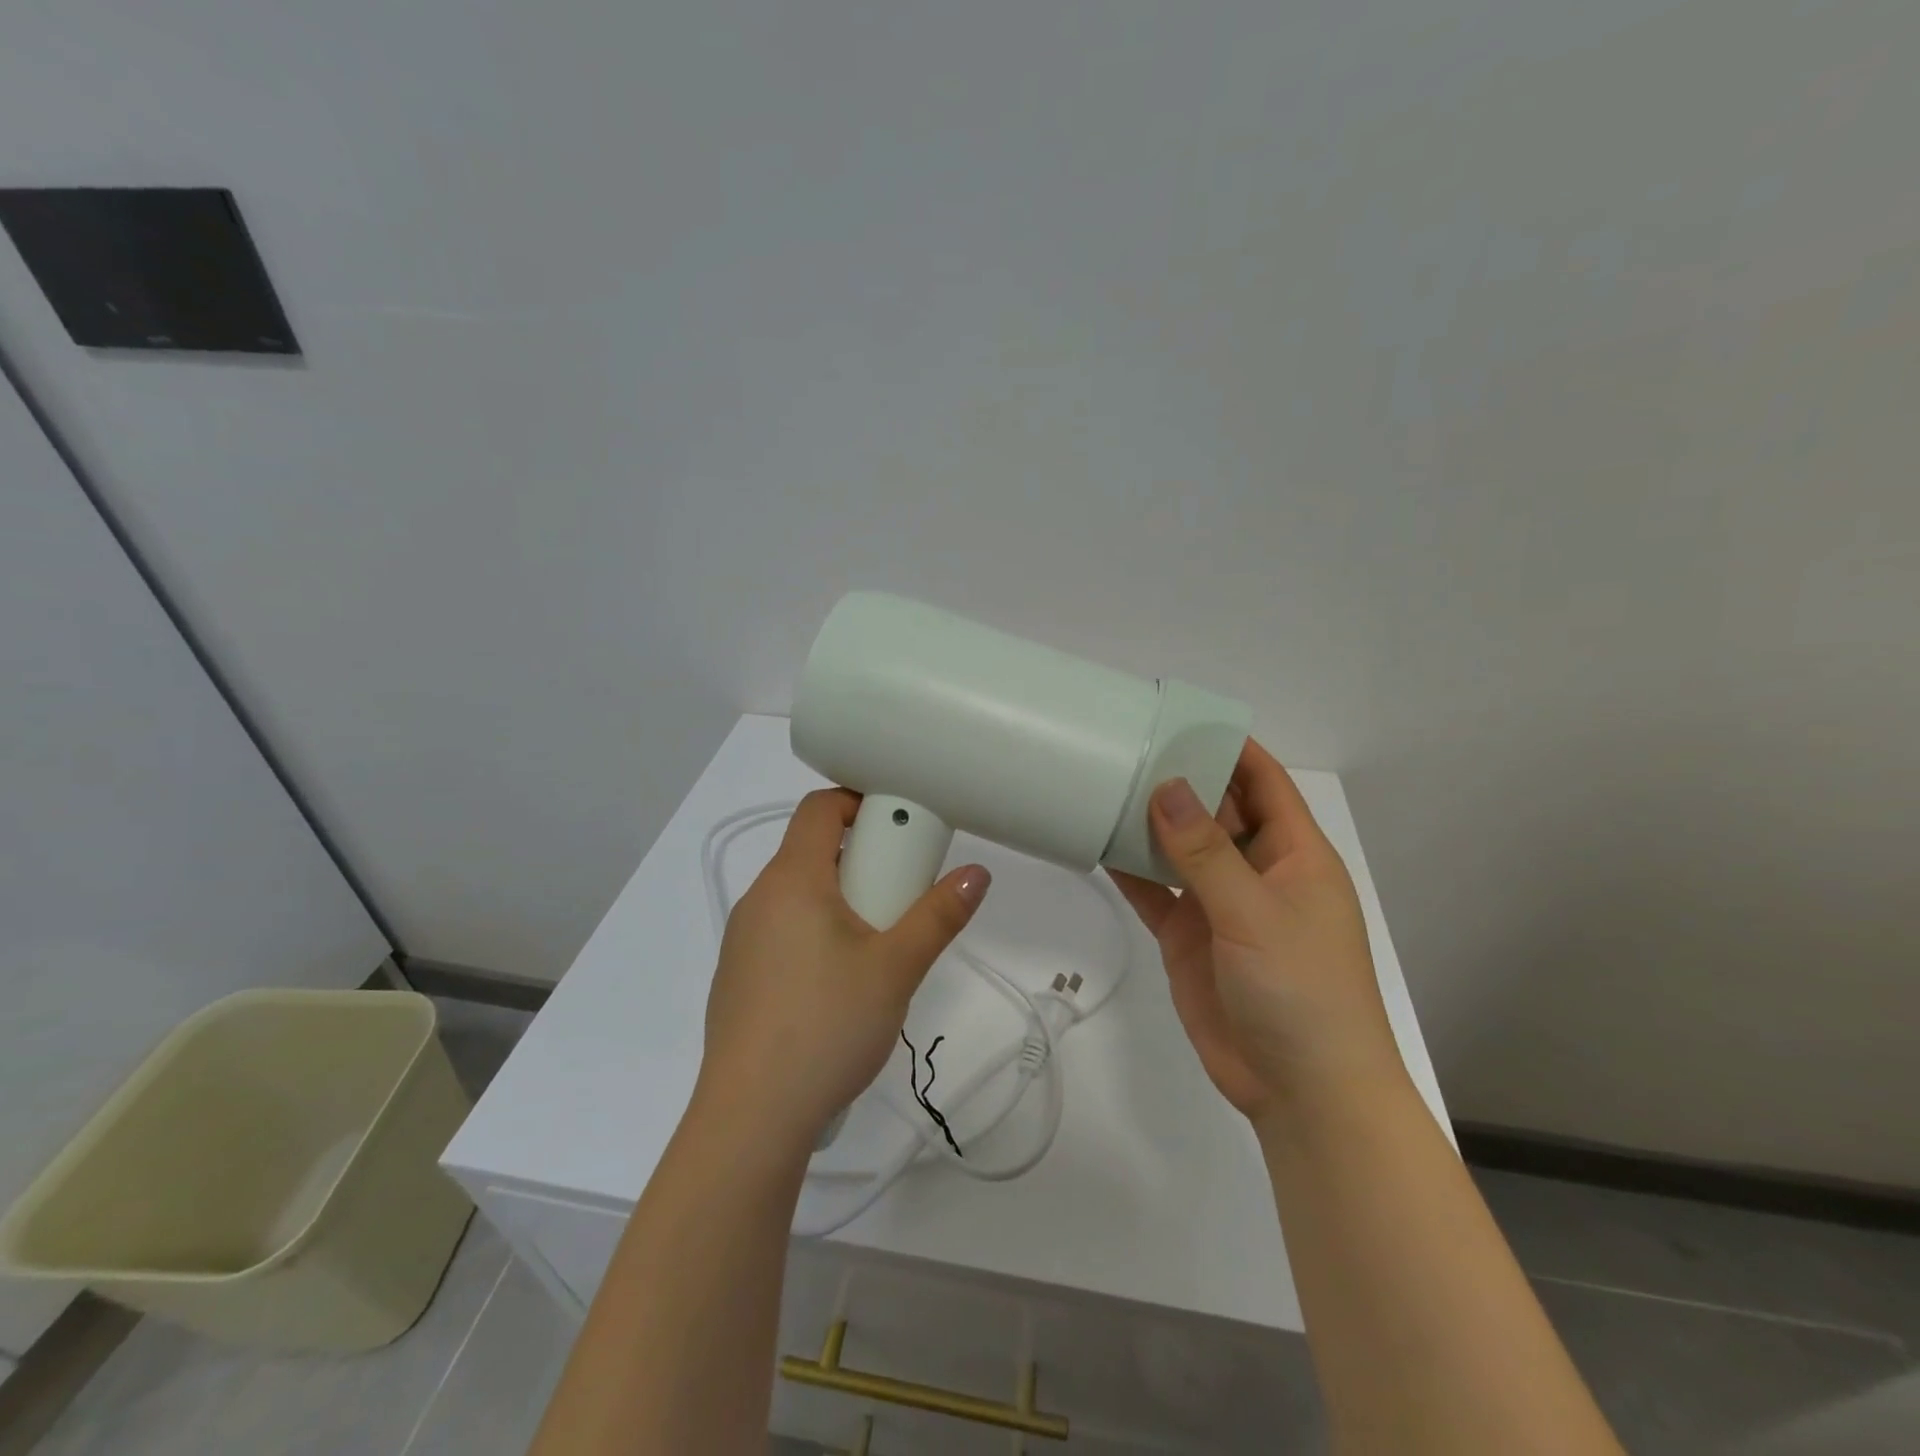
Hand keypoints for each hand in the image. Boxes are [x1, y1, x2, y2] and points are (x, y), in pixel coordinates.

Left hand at [696, 789, 990, 1151]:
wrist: (751, 1118)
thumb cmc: (827, 1025)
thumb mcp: (896, 968)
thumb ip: (939, 915)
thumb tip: (977, 873)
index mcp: (792, 880)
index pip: (819, 807)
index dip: (859, 802)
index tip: (899, 828)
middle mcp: (760, 899)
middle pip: (813, 851)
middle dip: (863, 861)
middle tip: (902, 896)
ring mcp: (743, 940)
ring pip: (800, 895)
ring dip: (842, 900)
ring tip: (878, 947)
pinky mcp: (739, 977)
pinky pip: (784, 931)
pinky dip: (817, 933)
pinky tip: (839, 987)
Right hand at [1108, 740, 1406, 1127]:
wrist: (1302, 1092)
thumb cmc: (1301, 990)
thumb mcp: (1255, 913)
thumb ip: (1205, 853)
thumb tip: (1166, 787)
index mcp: (1294, 855)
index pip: (1264, 782)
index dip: (1230, 747)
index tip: (1181, 719)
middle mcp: (1258, 871)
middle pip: (1216, 810)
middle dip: (1179, 780)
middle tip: (1125, 749)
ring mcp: (1221, 906)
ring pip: (1181, 850)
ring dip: (1149, 824)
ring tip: (1103, 787)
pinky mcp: (1191, 938)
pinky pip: (1157, 892)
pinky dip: (1132, 871)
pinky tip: (1098, 846)